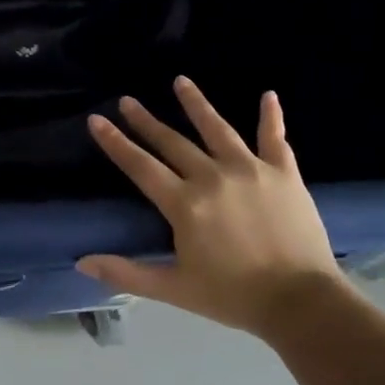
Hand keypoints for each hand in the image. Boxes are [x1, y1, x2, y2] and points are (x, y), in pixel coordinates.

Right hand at [78, 76, 340, 334]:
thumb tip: (82, 263)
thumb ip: (127, 273)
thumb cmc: (233, 296)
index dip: (116, 143)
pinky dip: (272, 117)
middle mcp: (212, 177)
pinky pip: (275, 139)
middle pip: (172, 142)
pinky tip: (268, 95)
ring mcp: (250, 170)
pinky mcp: (284, 174)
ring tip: (180, 81)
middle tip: (127, 100)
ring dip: (196, 103)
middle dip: (146, 120)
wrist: (302, 303)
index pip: (141, 166)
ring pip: (217, 128)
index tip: (96, 119)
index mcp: (184, 204)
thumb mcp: (174, 289)